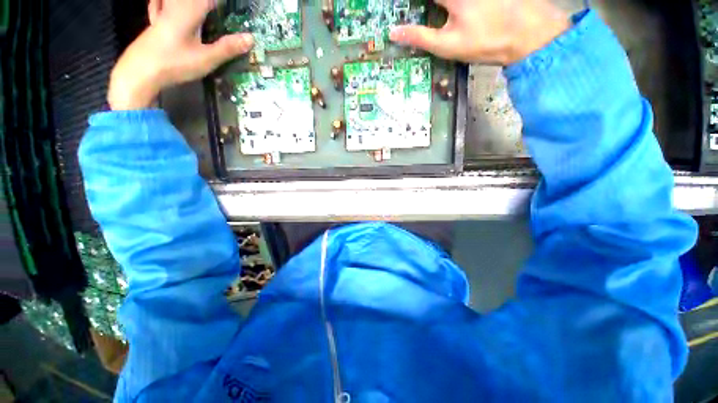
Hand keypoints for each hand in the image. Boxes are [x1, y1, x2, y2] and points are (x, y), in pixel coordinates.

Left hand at [108, 0, 252, 109]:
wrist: (139, 71)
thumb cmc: (174, 63)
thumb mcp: (206, 58)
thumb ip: (228, 47)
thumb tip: (251, 38)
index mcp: (190, 9)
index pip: (211, 0)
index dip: (224, 5)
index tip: (237, 10)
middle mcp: (175, 4)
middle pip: (198, 1)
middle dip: (212, 6)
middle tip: (223, 13)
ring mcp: (163, 10)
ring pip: (181, 2)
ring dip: (198, 7)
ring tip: (208, 14)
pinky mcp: (157, 20)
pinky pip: (164, 4)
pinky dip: (168, 5)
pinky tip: (170, 8)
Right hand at [390, 0, 569, 64]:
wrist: (528, 35)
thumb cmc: (484, 42)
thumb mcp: (447, 44)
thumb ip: (419, 37)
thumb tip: (393, 33)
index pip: (422, 0)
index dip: (411, 5)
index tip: (403, 11)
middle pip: (437, 1)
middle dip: (427, 9)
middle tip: (423, 16)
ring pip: (446, 4)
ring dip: (439, 9)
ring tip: (436, 17)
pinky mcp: (485, 1)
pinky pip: (459, 5)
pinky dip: (448, 10)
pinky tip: (447, 14)